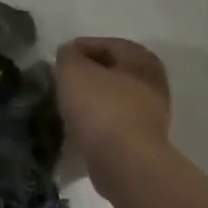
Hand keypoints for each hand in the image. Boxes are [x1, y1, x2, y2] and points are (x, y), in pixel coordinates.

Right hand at [55, 37, 170, 175]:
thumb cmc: (101, 108)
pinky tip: (78, 130)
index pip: (104, 44)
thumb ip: (68, 56)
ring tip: (64, 108)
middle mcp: (152, 82)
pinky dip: (96, 123)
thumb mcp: (73, 71)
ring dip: (90, 101)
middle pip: (110, 71)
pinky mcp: (143, 140)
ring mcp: (151, 113)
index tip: (55, 63)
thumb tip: (70, 56)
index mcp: (141, 58)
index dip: (76, 50)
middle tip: (59, 84)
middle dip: (84, 77)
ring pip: (112, 98)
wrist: (125, 163)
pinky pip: (113, 123)